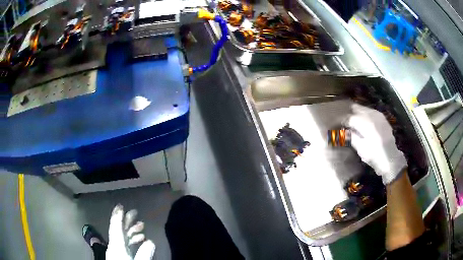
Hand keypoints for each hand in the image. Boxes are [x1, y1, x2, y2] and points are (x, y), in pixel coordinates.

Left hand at [106, 204, 155, 259]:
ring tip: (141, 226)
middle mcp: (115, 246)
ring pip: (123, 237)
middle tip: (135, 212)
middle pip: (119, 230)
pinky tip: (140, 240)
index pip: (116, 228)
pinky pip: (126, 244)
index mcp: (116, 246)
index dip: (118, 216)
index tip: (120, 206)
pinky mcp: (121, 255)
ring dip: (132, 230)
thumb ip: (143, 254)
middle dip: (127, 221)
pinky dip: (132, 240)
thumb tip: (150, 241)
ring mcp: (117, 251)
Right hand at [346, 104, 406, 184]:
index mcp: (365, 123)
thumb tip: (343, 130)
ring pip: (364, 108)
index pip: (349, 117)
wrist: (391, 158)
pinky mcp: (382, 118)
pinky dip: (365, 115)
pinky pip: (371, 111)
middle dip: (349, 113)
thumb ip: (351, 137)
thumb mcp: (361, 149)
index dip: (342, 120)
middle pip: (356, 108)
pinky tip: (363, 121)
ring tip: (353, 121)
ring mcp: (378, 115)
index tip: (336, 124)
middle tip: (344, 121)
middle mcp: (371, 115)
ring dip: (357, 113)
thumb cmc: (374, 155)